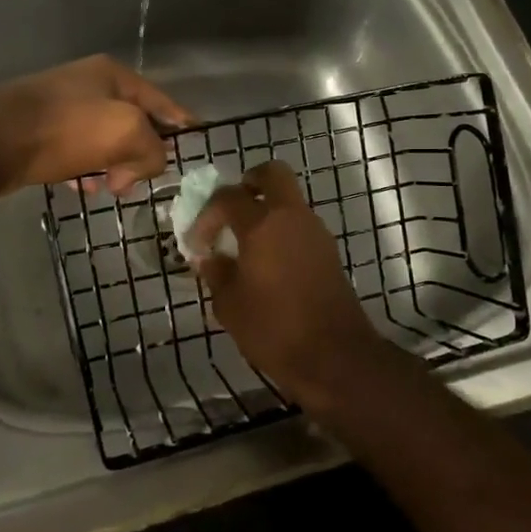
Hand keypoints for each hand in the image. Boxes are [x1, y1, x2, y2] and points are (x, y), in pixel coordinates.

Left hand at [0, 55, 194, 196]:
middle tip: (135, 181)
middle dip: (140, 154)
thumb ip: (154, 148)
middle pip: (133, 123)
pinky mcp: (41, 131)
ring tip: (109, 188)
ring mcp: (63, 107)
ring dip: (113, 166)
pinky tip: (83, 187)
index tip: (196, 143)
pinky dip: (87, 170)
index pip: (162, 101)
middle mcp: (89, 85)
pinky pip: (78, 153)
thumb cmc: (65, 130)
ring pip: (105, 141)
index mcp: (113, 75)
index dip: (181, 123)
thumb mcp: (126, 132)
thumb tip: (147, 164)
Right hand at [187, 161, 387, 403]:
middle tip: (230, 209)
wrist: (334, 356)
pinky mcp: (328, 252)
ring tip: (245, 245)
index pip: (227, 197)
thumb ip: (216, 274)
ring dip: (267, 211)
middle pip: (273, 174)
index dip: (206, 215)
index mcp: (262, 224)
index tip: (197, 243)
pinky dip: (281, 232)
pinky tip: (267, 264)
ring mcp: (316, 233)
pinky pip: (300, 226)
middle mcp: (292, 218)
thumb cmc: (274, 328)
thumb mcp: (229, 305)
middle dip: (249, 183)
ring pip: (289, 201)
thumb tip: (210, 259)